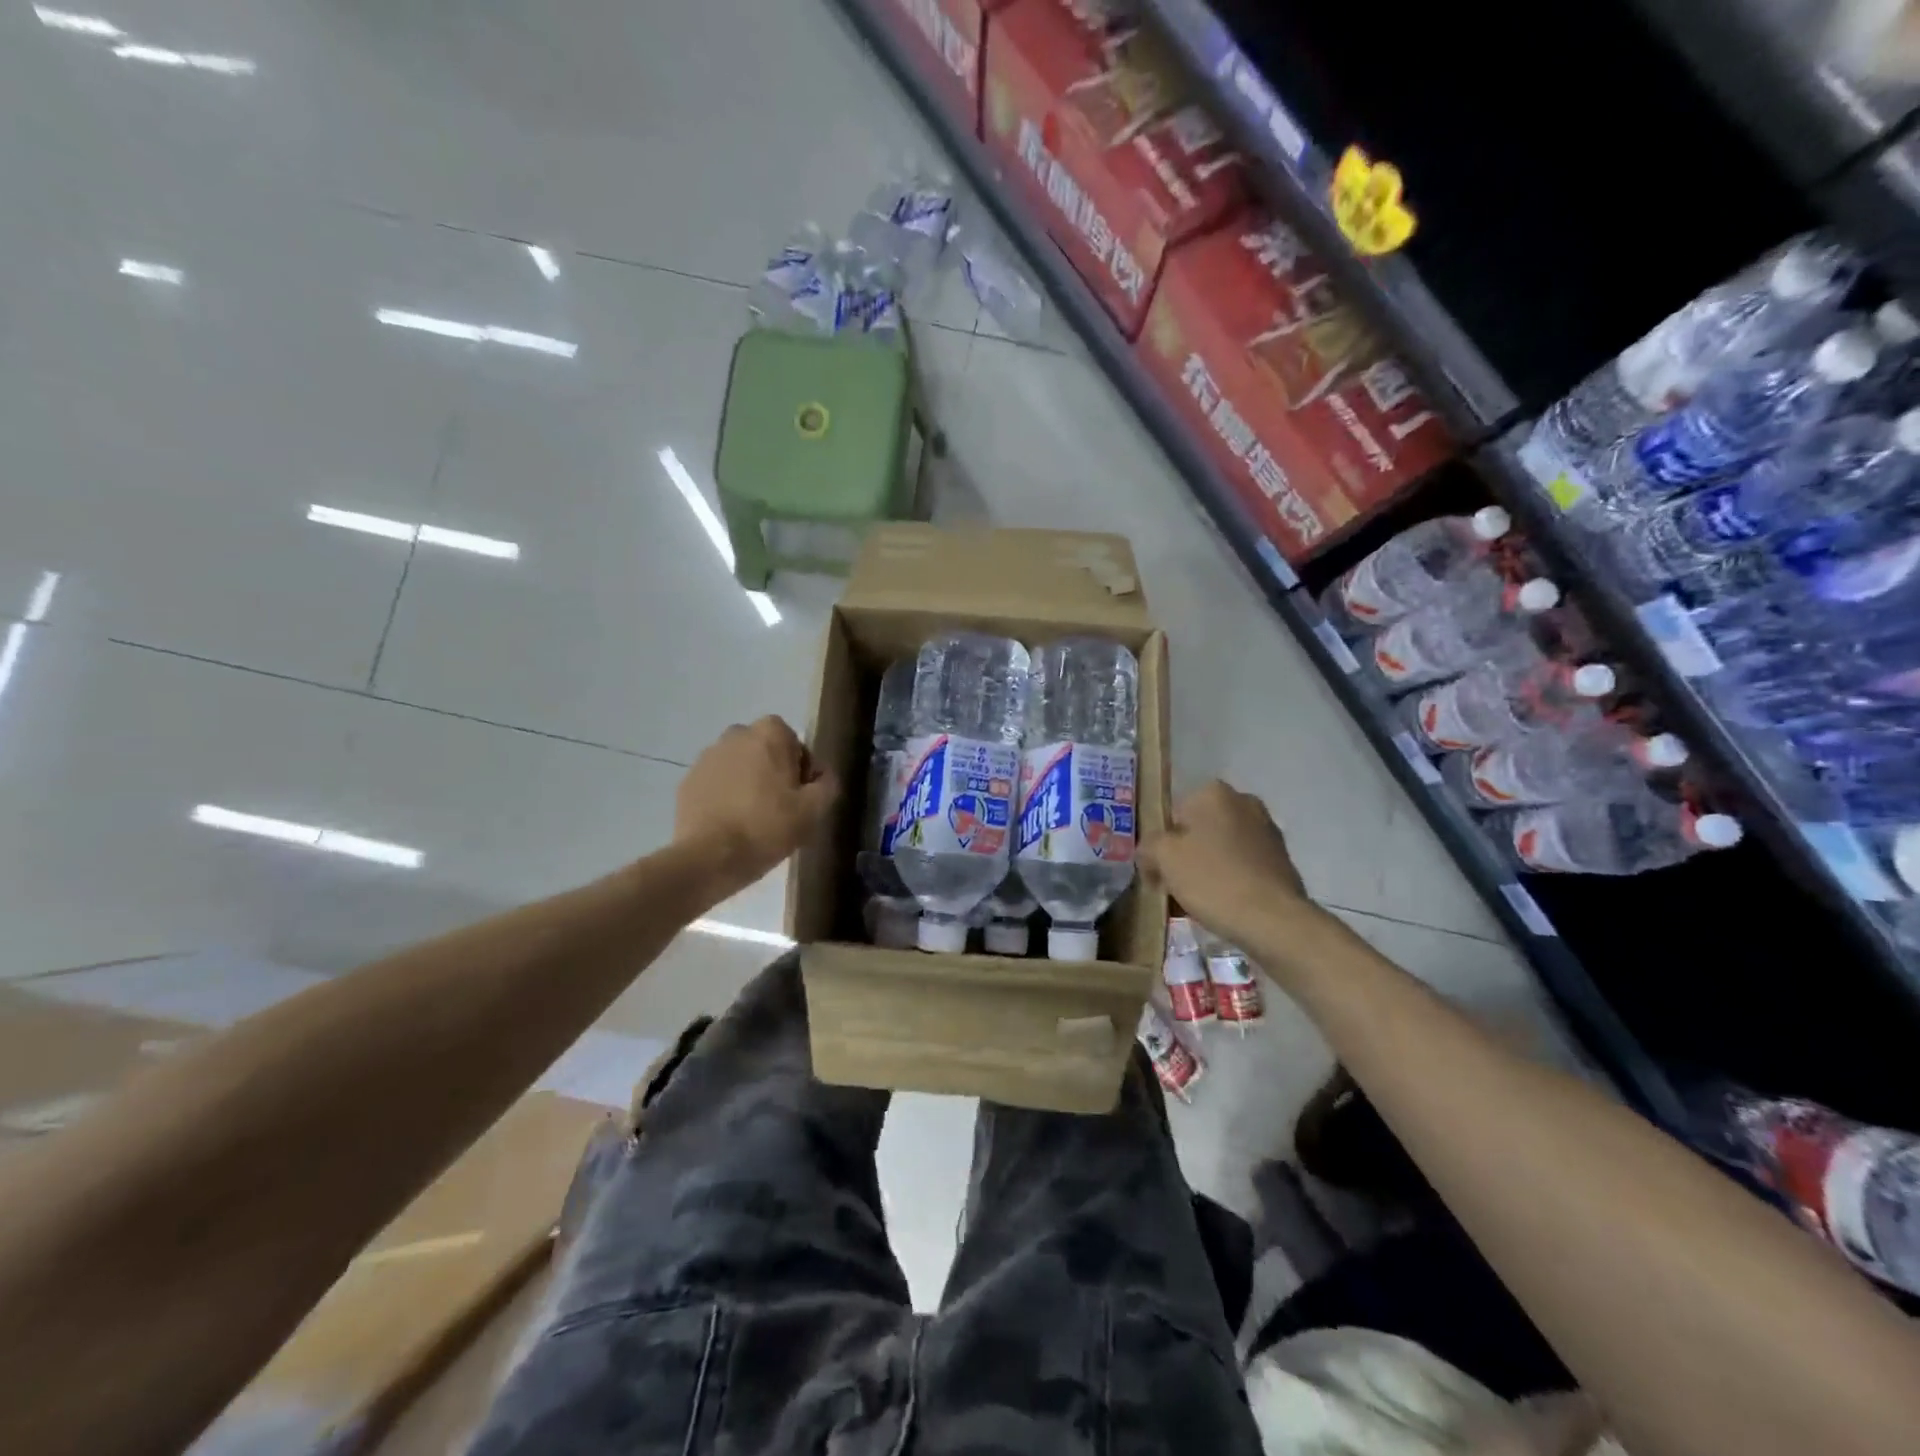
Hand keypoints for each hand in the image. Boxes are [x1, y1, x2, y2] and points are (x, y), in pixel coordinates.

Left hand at [675, 717, 838, 890]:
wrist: (709, 857)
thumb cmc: (768, 827)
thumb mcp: (814, 809)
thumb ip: (828, 783)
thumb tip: (823, 775)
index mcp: (769, 733)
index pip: (795, 744)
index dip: (802, 771)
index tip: (802, 798)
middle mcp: (735, 735)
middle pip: (765, 752)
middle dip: (773, 773)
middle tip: (781, 808)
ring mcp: (707, 757)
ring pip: (739, 766)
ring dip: (748, 784)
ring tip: (753, 819)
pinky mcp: (688, 781)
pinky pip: (717, 784)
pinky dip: (725, 797)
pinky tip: (731, 824)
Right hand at [1138, 780, 1325, 953]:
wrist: (1273, 920)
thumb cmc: (1212, 880)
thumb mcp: (1163, 858)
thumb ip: (1148, 847)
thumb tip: (1150, 854)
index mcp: (1213, 792)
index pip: (1173, 814)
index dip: (1161, 844)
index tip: (1159, 871)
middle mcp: (1243, 801)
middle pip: (1199, 829)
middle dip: (1186, 853)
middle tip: (1176, 885)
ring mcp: (1267, 829)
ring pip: (1222, 847)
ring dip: (1208, 866)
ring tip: (1199, 899)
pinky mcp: (1282, 858)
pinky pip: (1243, 864)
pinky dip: (1231, 878)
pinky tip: (1225, 903)